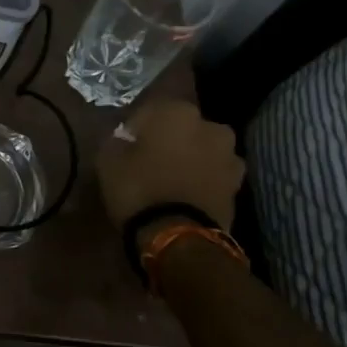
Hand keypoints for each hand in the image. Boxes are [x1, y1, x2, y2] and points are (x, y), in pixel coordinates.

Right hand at [96, 99, 244, 233]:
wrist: (179, 236)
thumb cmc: (138, 188)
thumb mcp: (108, 160)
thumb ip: (117, 141)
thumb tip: (125, 139)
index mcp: (176, 111)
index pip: (150, 110)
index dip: (136, 128)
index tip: (126, 145)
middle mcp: (209, 125)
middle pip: (182, 127)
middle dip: (168, 139)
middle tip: (149, 160)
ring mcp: (229, 155)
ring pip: (202, 149)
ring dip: (189, 158)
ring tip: (170, 179)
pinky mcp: (238, 184)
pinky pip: (213, 174)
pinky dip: (202, 179)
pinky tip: (186, 194)